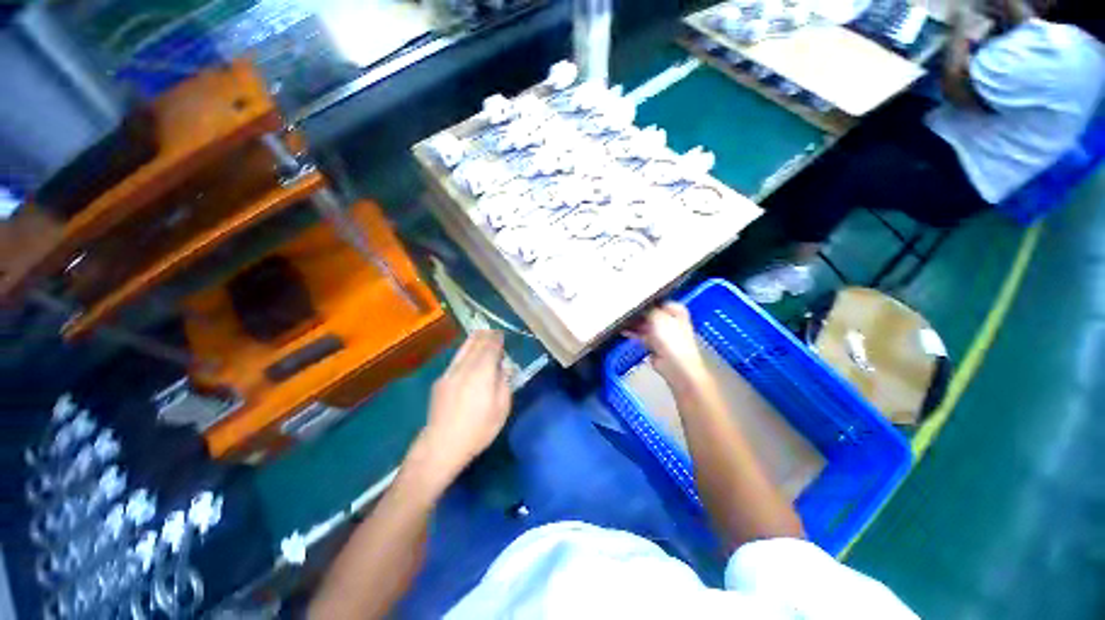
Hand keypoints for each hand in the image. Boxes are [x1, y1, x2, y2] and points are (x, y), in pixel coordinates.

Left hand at [414, 331, 511, 482]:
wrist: (442, 444)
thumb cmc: (478, 429)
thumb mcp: (501, 408)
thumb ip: (504, 383)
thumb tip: (503, 368)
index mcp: (482, 373)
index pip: (491, 348)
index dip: (497, 340)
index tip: (501, 334)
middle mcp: (465, 367)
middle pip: (476, 344)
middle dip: (486, 336)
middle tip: (493, 331)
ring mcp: (450, 372)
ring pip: (463, 349)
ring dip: (473, 340)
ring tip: (480, 334)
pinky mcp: (440, 381)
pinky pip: (455, 359)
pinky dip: (464, 351)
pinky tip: (467, 354)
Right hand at [628, 303, 709, 391]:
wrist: (675, 366)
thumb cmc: (671, 339)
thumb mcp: (657, 317)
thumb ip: (647, 308)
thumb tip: (638, 305)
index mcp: (676, 310)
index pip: (657, 300)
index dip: (645, 300)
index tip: (631, 299)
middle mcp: (670, 320)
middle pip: (650, 313)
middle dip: (637, 313)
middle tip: (622, 309)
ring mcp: (662, 333)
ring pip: (645, 324)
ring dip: (633, 323)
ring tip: (619, 319)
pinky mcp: (655, 344)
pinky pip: (641, 335)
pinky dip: (633, 333)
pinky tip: (623, 330)